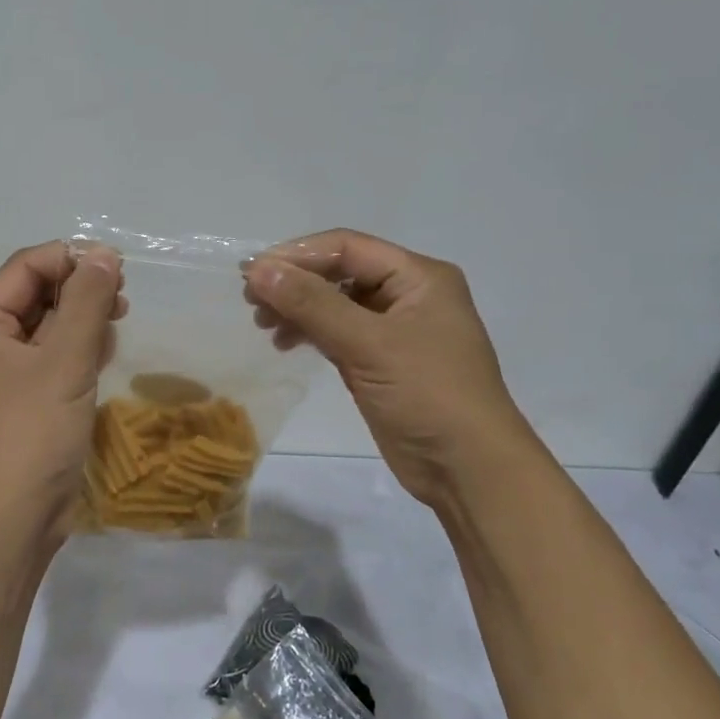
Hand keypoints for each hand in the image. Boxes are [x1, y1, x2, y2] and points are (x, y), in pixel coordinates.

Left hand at [0, 241, 125, 538]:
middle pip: (34, 295)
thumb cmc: (33, 433)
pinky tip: (104, 354)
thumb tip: (104, 254)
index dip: (69, 259)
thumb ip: (87, 302)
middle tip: (122, 299)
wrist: (12, 520)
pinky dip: (76, 350)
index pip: (24, 268)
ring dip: (81, 319)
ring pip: (45, 328)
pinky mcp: (22, 402)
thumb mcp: (65, 361)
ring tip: (116, 325)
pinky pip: (50, 359)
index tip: (116, 268)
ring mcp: (1, 377)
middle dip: (79, 289)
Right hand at [242, 230, 527, 507]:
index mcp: (419, 276)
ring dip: (298, 308)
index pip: (347, 247)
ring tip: (263, 325)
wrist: (469, 471)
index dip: (296, 255)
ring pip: (336, 303)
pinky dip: (310, 333)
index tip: (250, 274)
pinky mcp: (382, 361)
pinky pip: (338, 333)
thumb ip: (313, 304)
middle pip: (340, 272)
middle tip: (251, 302)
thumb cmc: (428, 395)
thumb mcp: (369, 345)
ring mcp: (396, 330)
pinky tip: (285, 343)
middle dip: (295, 282)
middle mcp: (408, 295)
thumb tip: (258, 271)